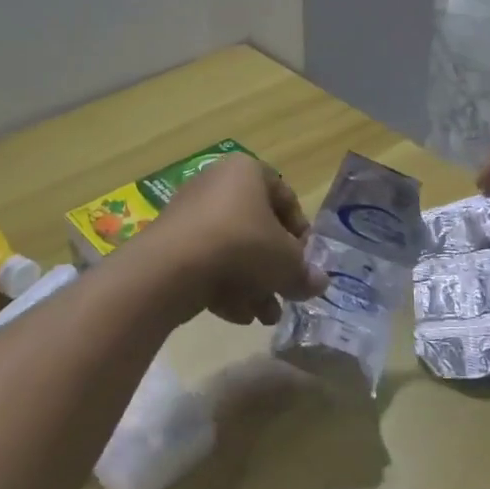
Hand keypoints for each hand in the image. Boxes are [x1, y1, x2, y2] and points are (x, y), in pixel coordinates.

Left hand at [149, 155, 325, 325]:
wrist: (173, 267)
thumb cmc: (242, 246)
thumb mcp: (287, 263)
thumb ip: (305, 273)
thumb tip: (319, 283)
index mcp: (247, 171)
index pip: (286, 198)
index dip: (301, 233)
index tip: (305, 263)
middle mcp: (216, 183)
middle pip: (257, 228)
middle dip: (274, 268)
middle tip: (286, 295)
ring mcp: (189, 212)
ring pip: (232, 250)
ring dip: (253, 284)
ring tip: (264, 317)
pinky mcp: (170, 242)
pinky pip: (206, 261)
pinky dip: (223, 286)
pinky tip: (236, 315)